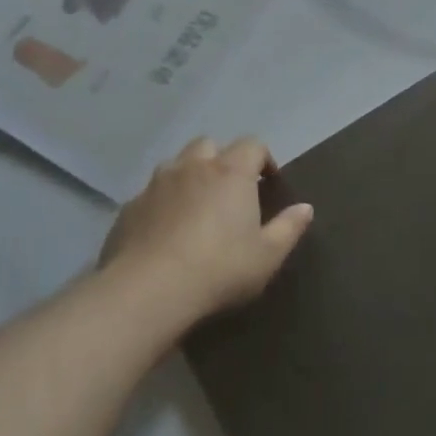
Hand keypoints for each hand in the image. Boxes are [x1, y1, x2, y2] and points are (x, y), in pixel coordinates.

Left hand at [97, 136, 312, 322]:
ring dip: (189, 176)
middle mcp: (193, 167)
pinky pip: (150, 194)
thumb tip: (305, 208)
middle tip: (229, 190)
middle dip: (221, 159)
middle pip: (209, 145)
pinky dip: (162, 203)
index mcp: (231, 173)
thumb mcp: (267, 255)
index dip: (263, 159)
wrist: (148, 291)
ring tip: (195, 206)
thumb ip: (289, 228)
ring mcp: (156, 185)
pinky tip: (164, 231)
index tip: (269, 182)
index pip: (253, 145)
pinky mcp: (129, 208)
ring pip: (175, 165)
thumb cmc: (219, 269)